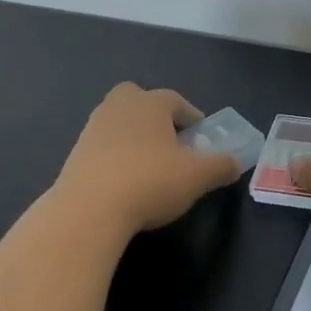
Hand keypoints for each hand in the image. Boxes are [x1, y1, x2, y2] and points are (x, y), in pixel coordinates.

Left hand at [54, 83, 241, 235]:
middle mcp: (118, 107)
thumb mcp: (197, 177)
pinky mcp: (75, 155)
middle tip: (169, 141)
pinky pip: (103, 148)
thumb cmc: (150, 182)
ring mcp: (92, 130)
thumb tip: (235, 163)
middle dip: (154, 115)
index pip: (175, 100)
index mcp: (150, 103)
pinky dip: (115, 157)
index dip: (191, 116)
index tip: (201, 137)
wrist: (88, 211)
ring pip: (118, 123)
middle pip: (138, 99)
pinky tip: (125, 182)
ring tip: (149, 166)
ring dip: (134, 137)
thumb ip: (220, 166)